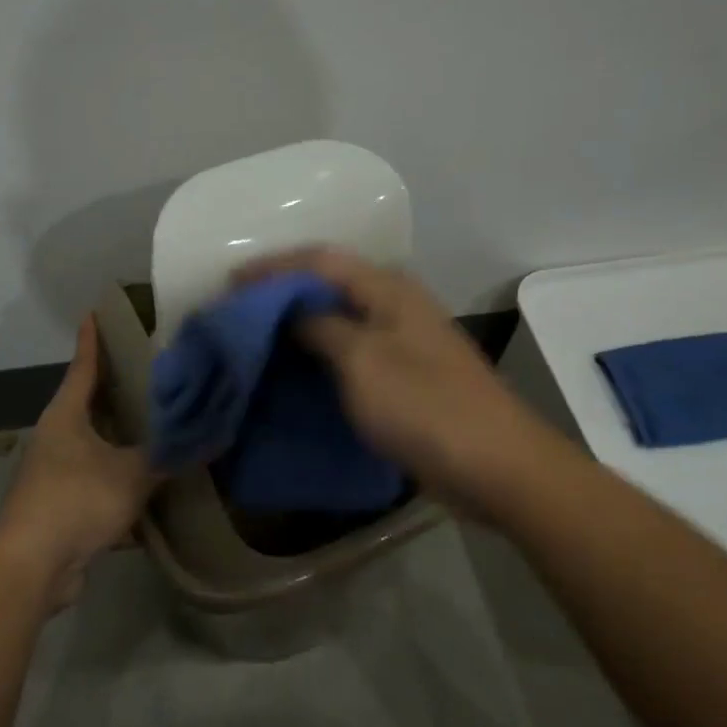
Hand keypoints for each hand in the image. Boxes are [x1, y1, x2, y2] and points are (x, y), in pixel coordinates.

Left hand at [0, 313, 154, 609]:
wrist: (33, 566)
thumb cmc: (77, 499)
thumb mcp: (132, 473)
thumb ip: (171, 456)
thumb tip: (213, 438)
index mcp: (66, 417)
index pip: (83, 367)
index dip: (92, 341)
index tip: (95, 312)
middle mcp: (56, 439)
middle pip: (88, 406)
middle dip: (115, 391)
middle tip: (149, 372)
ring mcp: (56, 474)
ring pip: (95, 447)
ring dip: (121, 441)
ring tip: (156, 426)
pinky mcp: (62, 508)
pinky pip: (98, 485)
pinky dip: (121, 483)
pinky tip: (149, 489)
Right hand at [234, 247, 556, 517]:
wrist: (497, 467)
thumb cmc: (424, 407)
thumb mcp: (362, 361)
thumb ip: (320, 326)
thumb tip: (291, 309)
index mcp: (388, 289)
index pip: (319, 260)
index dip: (272, 268)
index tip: (229, 283)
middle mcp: (396, 305)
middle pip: (329, 284)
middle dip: (281, 293)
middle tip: (238, 310)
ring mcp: (403, 342)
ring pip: (339, 319)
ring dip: (298, 323)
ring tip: (256, 337)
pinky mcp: (405, 376)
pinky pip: (351, 352)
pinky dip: (319, 354)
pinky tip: (295, 369)